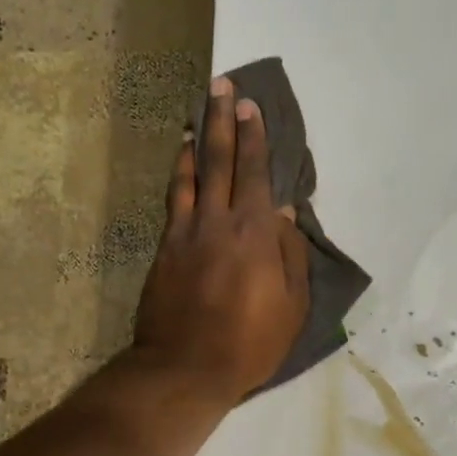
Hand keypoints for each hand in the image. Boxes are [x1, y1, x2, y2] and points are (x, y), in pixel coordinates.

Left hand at [133, 77, 309, 402]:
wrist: (184, 368)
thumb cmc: (249, 344)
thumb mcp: (292, 308)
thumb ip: (291, 256)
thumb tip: (286, 214)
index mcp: (255, 235)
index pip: (255, 174)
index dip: (254, 138)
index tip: (251, 107)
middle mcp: (218, 222)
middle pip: (220, 162)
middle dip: (224, 121)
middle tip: (223, 86)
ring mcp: (186, 234)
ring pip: (191, 175)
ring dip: (198, 140)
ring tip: (200, 113)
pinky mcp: (164, 250)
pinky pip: (173, 200)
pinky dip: (179, 175)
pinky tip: (182, 162)